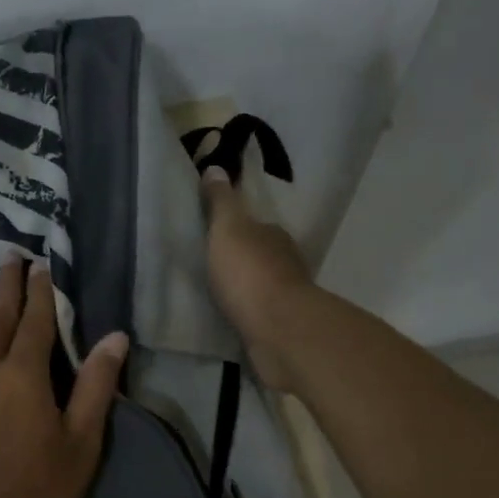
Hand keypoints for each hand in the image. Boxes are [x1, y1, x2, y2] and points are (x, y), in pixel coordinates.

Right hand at [199, 167, 314, 391]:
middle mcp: (286, 263)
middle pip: (260, 257)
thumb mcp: (228, 229)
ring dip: (244, 290)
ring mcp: (287, 297)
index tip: (216, 237)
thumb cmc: (250, 273)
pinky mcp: (282, 328)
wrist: (278, 330)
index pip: (256, 227)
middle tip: (212, 268)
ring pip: (261, 287)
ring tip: (216, 296)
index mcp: (274, 236)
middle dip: (241, 261)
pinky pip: (259, 315)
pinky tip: (231, 319)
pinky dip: (247, 315)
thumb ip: (221, 202)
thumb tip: (216, 168)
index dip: (237, 230)